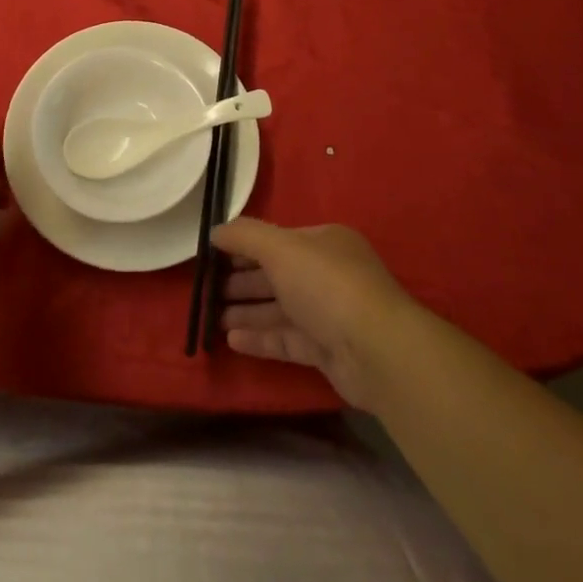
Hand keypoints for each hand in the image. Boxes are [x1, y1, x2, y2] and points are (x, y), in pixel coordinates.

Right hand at [212, 219, 415, 410]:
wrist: (376, 351)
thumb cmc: (326, 285)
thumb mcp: (281, 249)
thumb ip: (245, 236)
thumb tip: (215, 230)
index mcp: (324, 243)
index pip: (277, 240)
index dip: (244, 246)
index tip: (212, 256)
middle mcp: (328, 274)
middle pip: (277, 275)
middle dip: (242, 281)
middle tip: (206, 289)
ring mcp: (329, 314)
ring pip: (280, 309)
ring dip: (246, 311)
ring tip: (211, 318)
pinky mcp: (328, 351)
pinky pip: (287, 340)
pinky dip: (260, 338)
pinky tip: (232, 340)